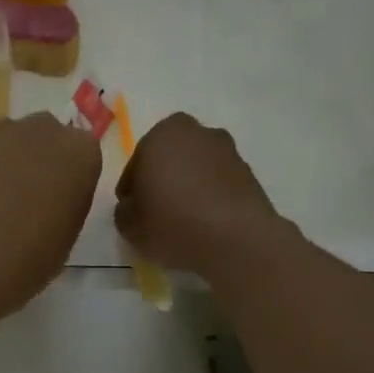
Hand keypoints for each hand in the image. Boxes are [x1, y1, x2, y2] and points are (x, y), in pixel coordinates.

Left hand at [0, 113, 102, 314]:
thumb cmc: (32, 258)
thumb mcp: (69, 229)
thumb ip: (67, 196)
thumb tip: (52, 189)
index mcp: (81, 153)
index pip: (81, 151)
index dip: (67, 174)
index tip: (56, 197)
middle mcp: (44, 129)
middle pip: (45, 134)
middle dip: (37, 156)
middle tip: (23, 192)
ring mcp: (0, 130)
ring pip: (8, 137)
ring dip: (5, 157)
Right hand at [114, 113, 282, 276]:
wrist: (236, 239)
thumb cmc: (172, 223)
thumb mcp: (128, 224)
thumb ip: (124, 209)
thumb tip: (134, 206)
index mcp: (161, 134)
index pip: (136, 162)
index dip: (132, 188)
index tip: (133, 210)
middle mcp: (196, 132)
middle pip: (169, 157)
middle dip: (162, 178)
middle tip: (156, 210)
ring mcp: (227, 150)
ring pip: (196, 168)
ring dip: (188, 185)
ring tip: (183, 219)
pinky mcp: (249, 172)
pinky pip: (218, 182)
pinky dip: (210, 196)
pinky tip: (205, 222)